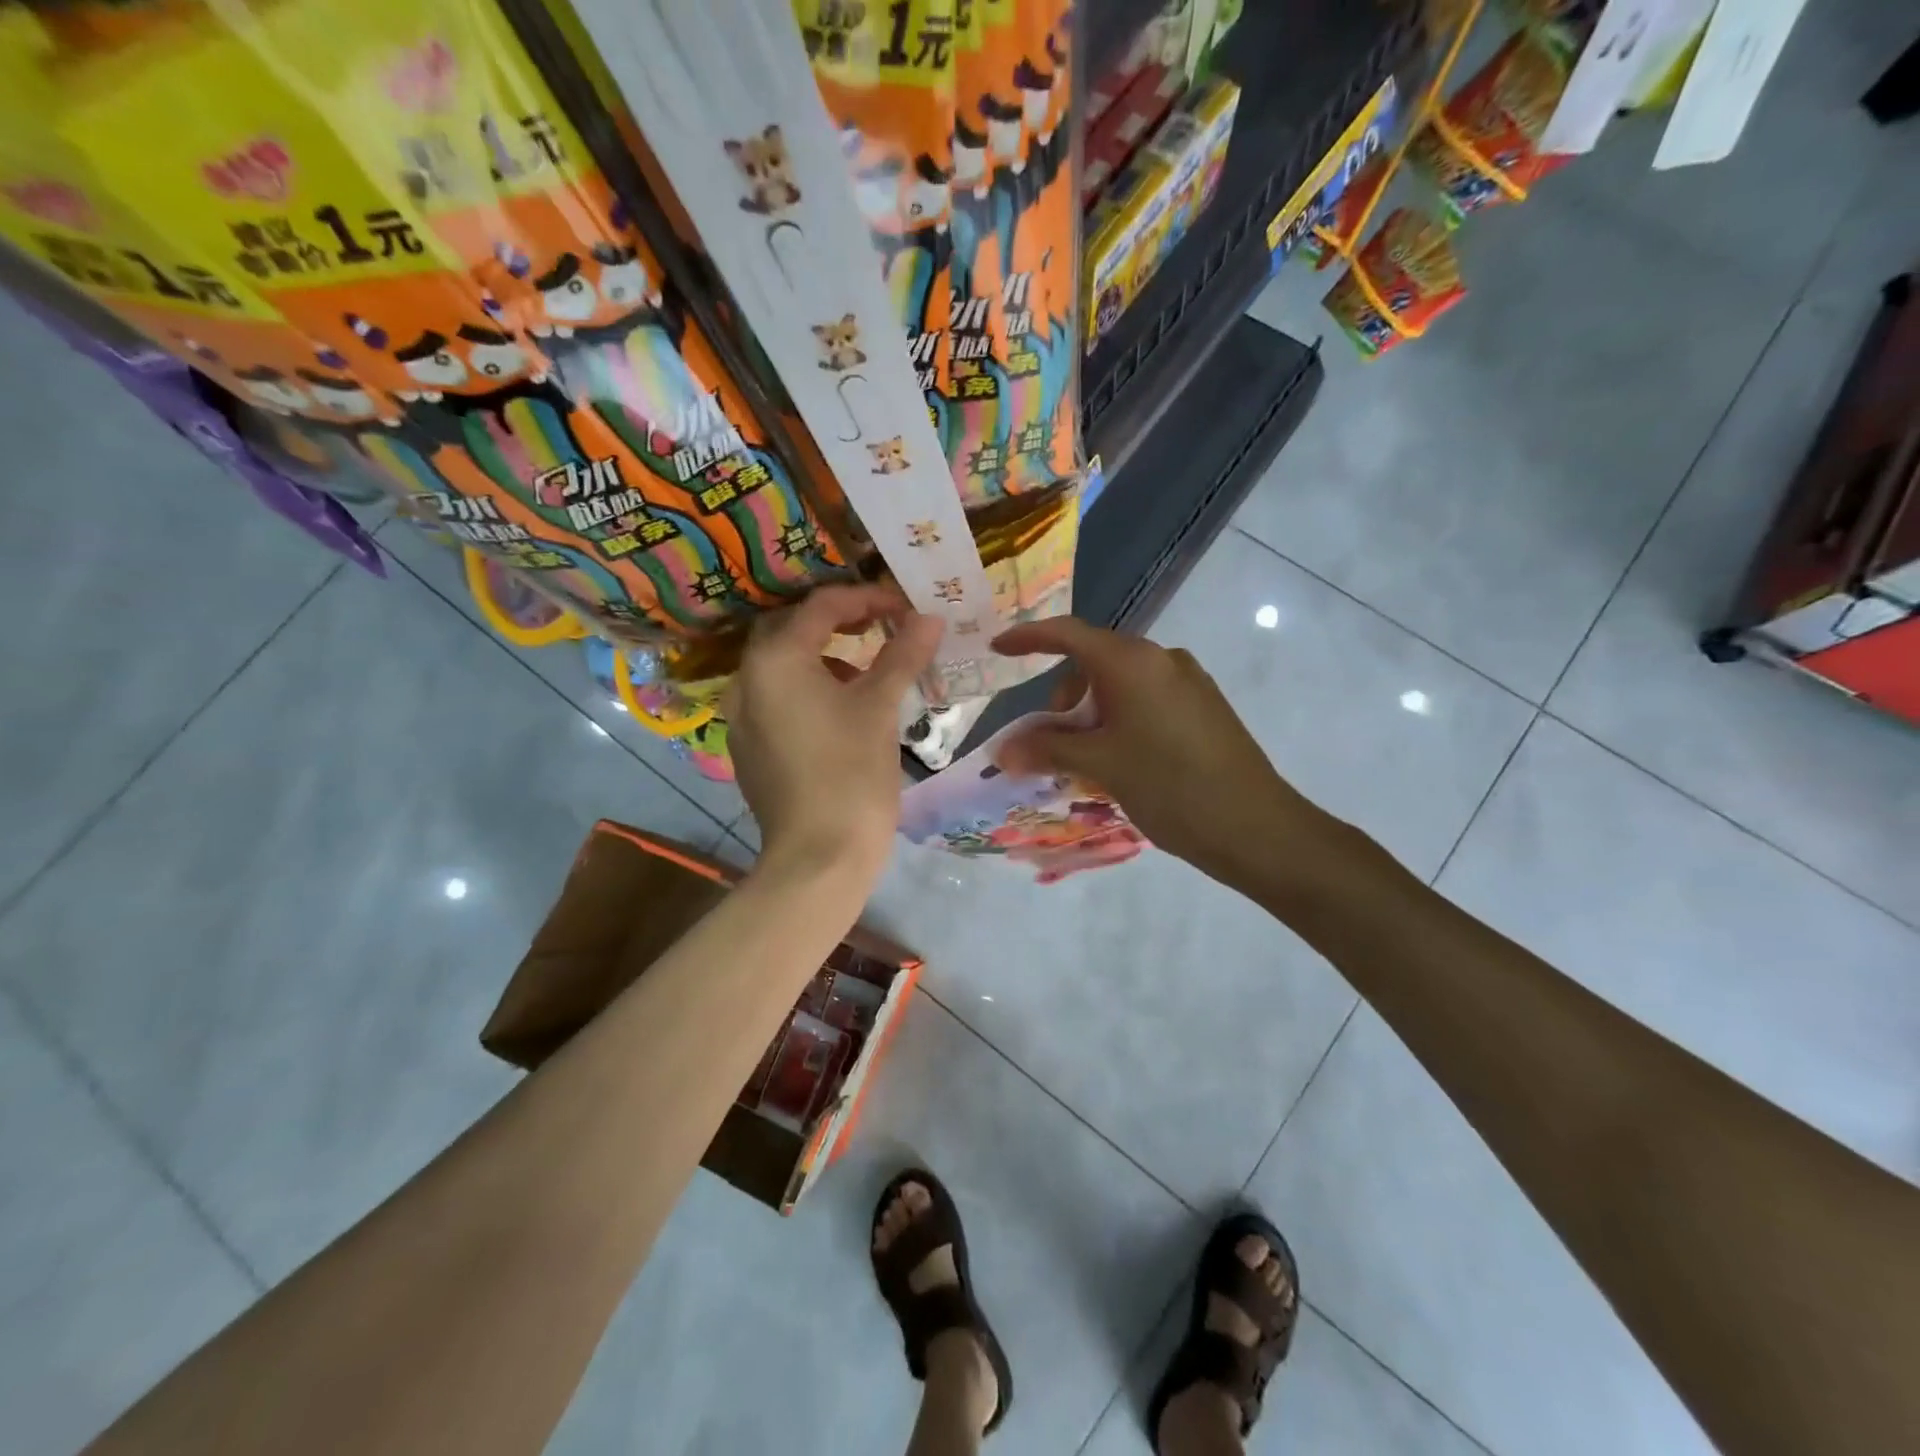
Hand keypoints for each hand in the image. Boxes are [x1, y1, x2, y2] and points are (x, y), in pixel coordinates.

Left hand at [726, 584, 942, 884]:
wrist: (818, 856)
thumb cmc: (851, 773)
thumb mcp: (880, 708)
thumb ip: (902, 655)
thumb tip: (928, 618)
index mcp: (776, 660)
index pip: (820, 607)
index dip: (865, 599)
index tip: (903, 608)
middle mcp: (747, 680)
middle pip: (791, 631)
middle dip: (836, 622)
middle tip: (879, 627)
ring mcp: (741, 718)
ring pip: (781, 668)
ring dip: (821, 658)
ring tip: (864, 674)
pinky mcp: (748, 749)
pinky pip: (776, 701)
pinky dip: (806, 691)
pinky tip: (839, 714)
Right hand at [991, 617, 1335, 890]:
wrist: (1256, 828)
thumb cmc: (1170, 786)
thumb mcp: (1101, 766)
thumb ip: (1047, 750)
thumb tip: (1002, 750)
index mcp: (1134, 662)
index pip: (1068, 634)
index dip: (1028, 638)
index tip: (997, 650)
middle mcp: (1162, 660)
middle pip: (1094, 662)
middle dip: (1063, 697)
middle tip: (1049, 742)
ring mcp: (1188, 683)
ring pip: (1121, 685)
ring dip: (1091, 714)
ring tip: (1085, 763)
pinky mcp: (1203, 708)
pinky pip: (1146, 702)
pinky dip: (1119, 722)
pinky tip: (1119, 763)